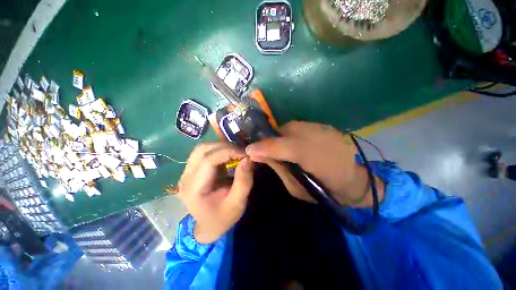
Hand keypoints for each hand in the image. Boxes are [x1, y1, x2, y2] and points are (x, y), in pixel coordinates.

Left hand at [177, 143, 253, 243]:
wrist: (209, 226)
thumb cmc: (223, 217)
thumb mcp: (237, 203)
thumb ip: (243, 181)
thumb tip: (248, 159)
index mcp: (194, 189)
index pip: (209, 161)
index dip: (228, 152)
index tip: (245, 153)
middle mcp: (185, 177)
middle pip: (202, 150)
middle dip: (225, 147)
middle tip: (241, 152)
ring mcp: (186, 172)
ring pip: (202, 148)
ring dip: (220, 147)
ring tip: (235, 153)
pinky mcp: (191, 170)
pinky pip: (203, 152)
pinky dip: (217, 150)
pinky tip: (227, 156)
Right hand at [246, 121, 383, 206]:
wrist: (357, 179)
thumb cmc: (326, 189)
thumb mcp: (297, 188)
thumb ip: (278, 169)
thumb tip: (259, 156)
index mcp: (307, 154)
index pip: (276, 145)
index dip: (260, 147)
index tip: (248, 150)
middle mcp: (311, 134)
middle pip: (279, 132)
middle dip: (269, 141)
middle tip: (266, 152)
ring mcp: (317, 127)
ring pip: (287, 127)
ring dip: (280, 138)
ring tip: (281, 150)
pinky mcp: (321, 125)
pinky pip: (297, 127)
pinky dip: (290, 135)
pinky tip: (295, 145)